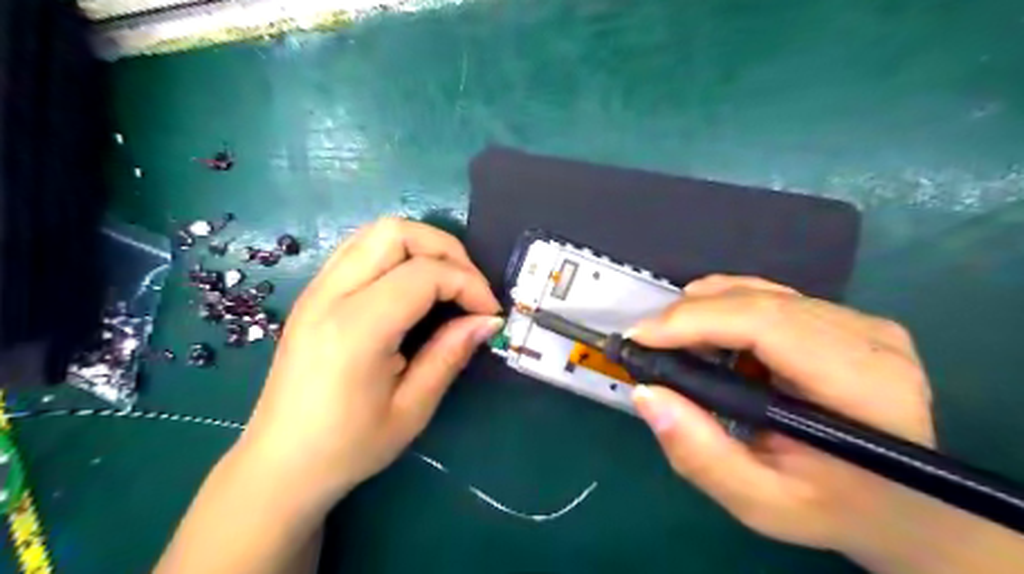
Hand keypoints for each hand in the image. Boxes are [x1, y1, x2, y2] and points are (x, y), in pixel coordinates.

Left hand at [236, 218, 500, 503]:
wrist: (279, 464)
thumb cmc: (348, 447)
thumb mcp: (412, 409)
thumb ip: (451, 354)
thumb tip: (489, 320)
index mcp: (356, 328)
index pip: (425, 274)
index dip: (469, 284)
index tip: (489, 313)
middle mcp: (330, 295)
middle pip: (397, 232)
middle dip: (446, 250)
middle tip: (469, 288)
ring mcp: (316, 288)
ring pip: (377, 232)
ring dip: (422, 246)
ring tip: (446, 283)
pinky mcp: (314, 292)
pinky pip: (361, 248)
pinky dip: (398, 253)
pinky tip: (413, 287)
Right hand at [625, 276, 933, 552]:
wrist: (906, 505)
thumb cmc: (834, 509)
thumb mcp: (761, 502)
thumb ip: (701, 455)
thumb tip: (646, 394)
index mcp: (863, 386)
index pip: (767, 325)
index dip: (696, 321)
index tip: (640, 337)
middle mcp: (870, 339)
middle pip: (760, 301)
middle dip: (689, 315)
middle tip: (646, 341)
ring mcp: (863, 322)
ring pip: (762, 292)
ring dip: (705, 309)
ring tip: (671, 339)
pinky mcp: (849, 318)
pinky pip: (773, 296)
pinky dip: (727, 307)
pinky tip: (708, 332)